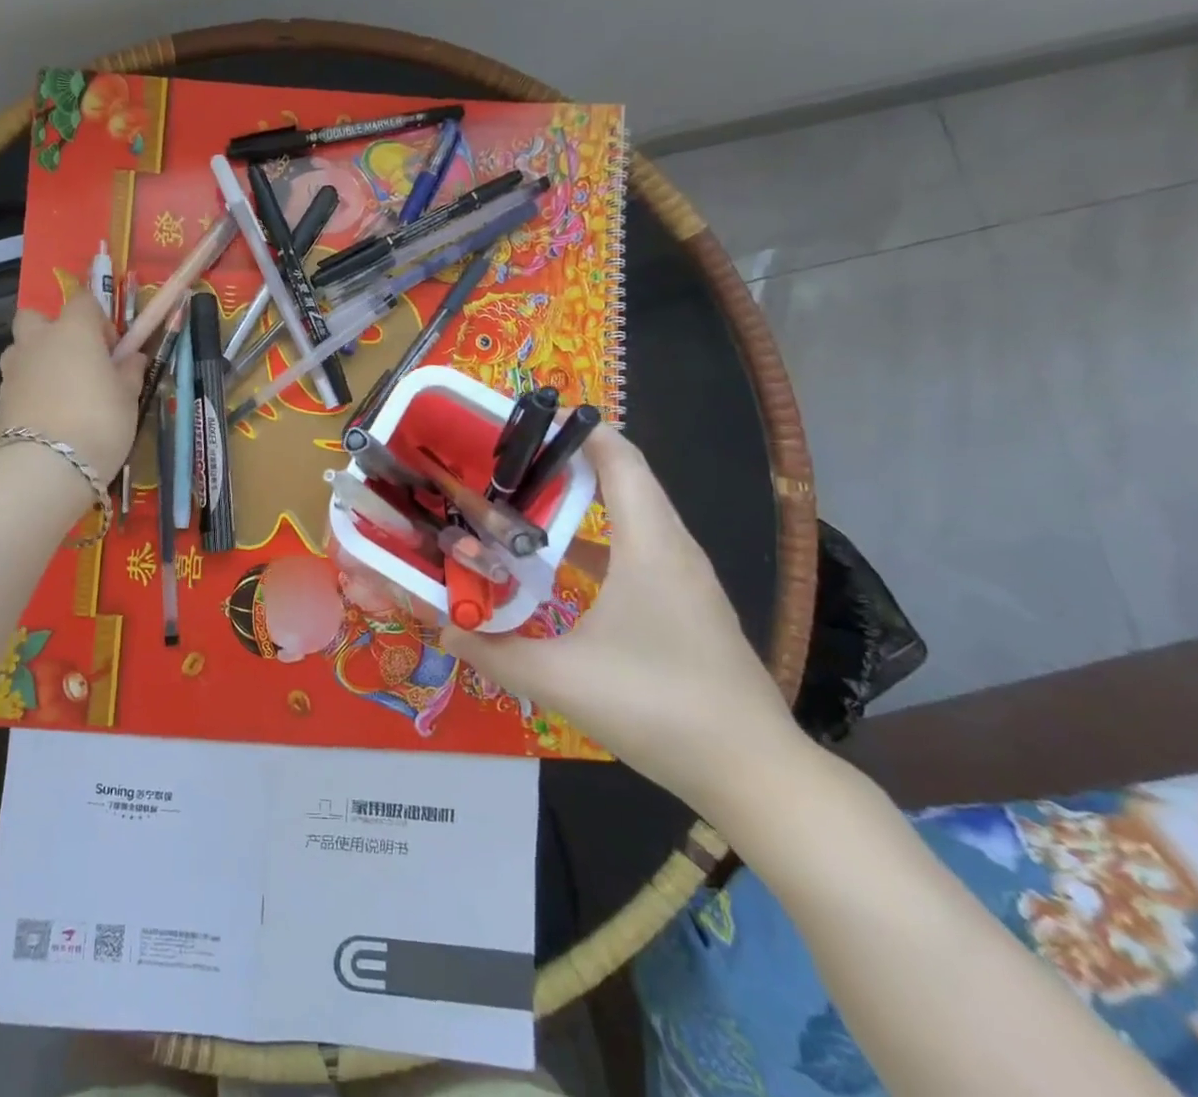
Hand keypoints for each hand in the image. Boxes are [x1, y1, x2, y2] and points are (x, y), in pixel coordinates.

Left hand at [0, 291, 147, 483]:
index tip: (112, 348)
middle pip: (36, 317)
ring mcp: (14, 369)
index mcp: (73, 330)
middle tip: (78, 360)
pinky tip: (50, 415)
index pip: (82, 300)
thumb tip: (132, 357)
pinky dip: (31, 389)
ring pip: (22, 349)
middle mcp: (38, 341)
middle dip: (53, 330)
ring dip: (38, 360)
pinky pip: (18, 381)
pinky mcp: (0, 399)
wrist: (47, 467)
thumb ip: (130, 371)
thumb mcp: (129, 397)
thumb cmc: (99, 421)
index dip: (98, 319)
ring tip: (62, 391)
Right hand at [442, 424, 803, 814]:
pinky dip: (602, 540)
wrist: (754, 774)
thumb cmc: (657, 708)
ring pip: (635, 516)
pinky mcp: (689, 606)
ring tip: (527, 503)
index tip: (526, 423)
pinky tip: (565, 567)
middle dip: (568, 462)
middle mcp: (673, 550)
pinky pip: (642, 550)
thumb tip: (443, 627)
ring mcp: (687, 580)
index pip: (620, 459)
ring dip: (585, 502)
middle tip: (510, 464)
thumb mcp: (561, 680)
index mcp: (650, 547)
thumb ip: (493, 652)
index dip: (578, 430)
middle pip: (625, 479)